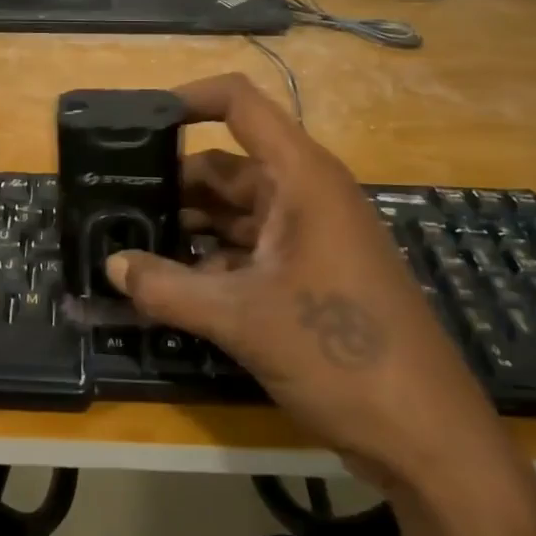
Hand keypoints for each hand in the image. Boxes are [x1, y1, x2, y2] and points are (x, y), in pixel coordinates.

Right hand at [107, 75, 504, 485]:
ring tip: (128, 241)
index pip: (240, 104)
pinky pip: (248, 249)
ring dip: (187, 225)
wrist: (425, 436)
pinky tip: (167, 283)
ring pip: (234, 212)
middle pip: (226, 165)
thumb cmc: (340, 355)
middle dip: (172, 181)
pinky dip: (209, 259)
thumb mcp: (241, 318)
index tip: (135, 123)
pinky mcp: (309, 273)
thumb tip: (110, 266)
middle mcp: (306, 195)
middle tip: (113, 200)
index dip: (189, 99)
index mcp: (301, 178)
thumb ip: (167, 287)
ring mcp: (310, 235)